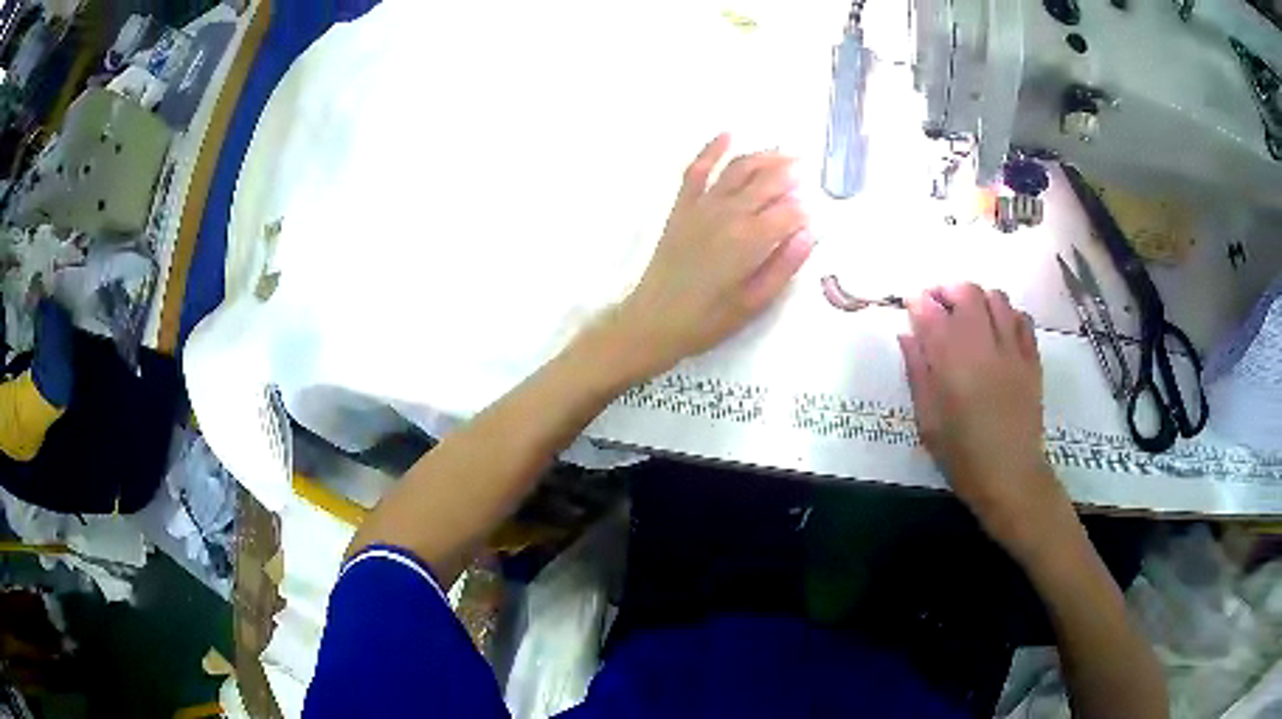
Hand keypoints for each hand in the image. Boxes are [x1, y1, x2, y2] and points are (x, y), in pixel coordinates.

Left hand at [607, 134, 814, 380]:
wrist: (655, 320)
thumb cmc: (709, 319)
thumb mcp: (756, 302)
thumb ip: (785, 265)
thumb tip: (809, 233)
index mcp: (750, 240)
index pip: (789, 212)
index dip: (804, 211)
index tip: (811, 215)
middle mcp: (728, 213)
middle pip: (767, 182)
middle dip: (790, 173)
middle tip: (805, 168)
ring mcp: (702, 205)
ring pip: (738, 169)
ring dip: (762, 157)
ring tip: (782, 153)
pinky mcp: (682, 206)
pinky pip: (697, 170)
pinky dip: (712, 150)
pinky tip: (727, 135)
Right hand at [898, 283, 1069, 557]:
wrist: (1011, 478)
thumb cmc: (963, 457)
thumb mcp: (928, 422)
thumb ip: (918, 374)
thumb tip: (907, 336)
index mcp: (953, 365)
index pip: (932, 313)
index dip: (918, 302)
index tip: (911, 304)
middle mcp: (984, 347)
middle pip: (968, 293)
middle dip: (948, 290)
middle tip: (938, 304)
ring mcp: (1013, 351)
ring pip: (997, 298)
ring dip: (978, 298)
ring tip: (969, 314)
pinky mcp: (1032, 360)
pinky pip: (1022, 319)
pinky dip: (1007, 313)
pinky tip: (999, 329)